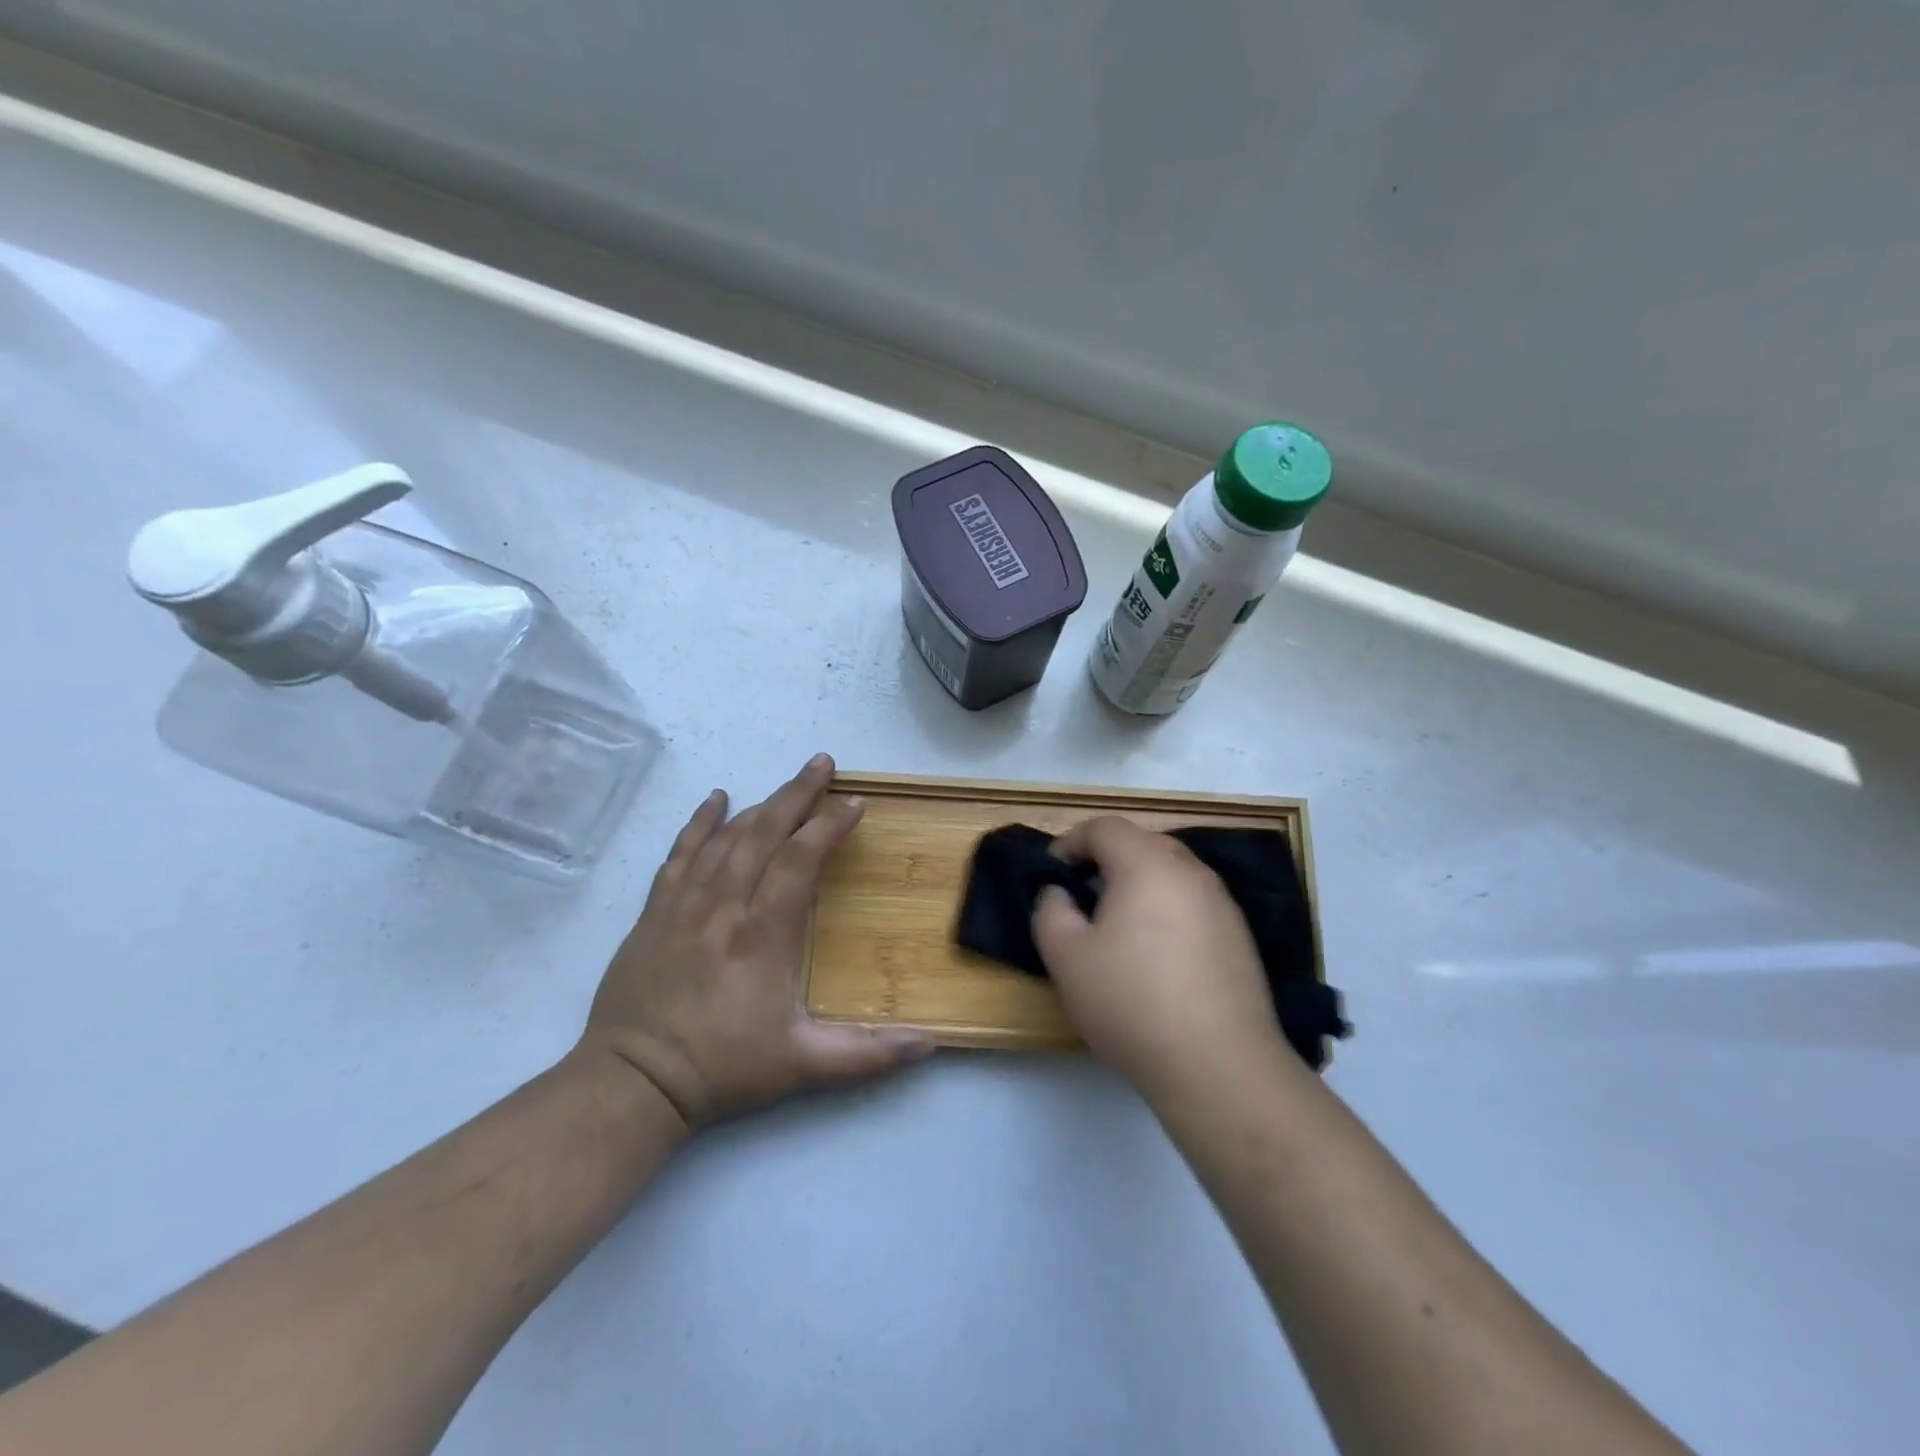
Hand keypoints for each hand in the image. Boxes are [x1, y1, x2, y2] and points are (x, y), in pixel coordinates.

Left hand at [580, 754, 933, 1129]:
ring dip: (760, 804)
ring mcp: (684, 904)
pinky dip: (699, 823)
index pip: (801, 860)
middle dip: (798, 794)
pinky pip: (680, 853)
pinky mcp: (654, 912)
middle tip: (823, 764)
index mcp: (764, 933)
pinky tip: (714, 799)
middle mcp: (724, 905)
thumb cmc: (723, 1068)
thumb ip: (870, 1054)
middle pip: (764, 833)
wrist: (632, 1082)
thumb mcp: (804, 1067)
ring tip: (788, 783)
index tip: (855, 804)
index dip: (829, 827)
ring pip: (726, 838)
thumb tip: (931, 1044)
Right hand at [1033, 816, 1283, 1096]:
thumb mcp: (1066, 957)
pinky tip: (1157, 957)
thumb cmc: (1131, 1002)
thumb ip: (1050, 911)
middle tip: (1082, 899)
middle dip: (1105, 861)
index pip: (1104, 827)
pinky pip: (1193, 903)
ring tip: (1118, 929)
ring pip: (1171, 873)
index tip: (1052, 876)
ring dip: (1139, 886)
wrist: (1219, 1066)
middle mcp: (1190, 871)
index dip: (1070, 843)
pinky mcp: (1240, 936)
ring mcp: (1222, 903)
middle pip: (1141, 843)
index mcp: (1147, 864)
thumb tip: (1059, 893)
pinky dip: (1167, 911)